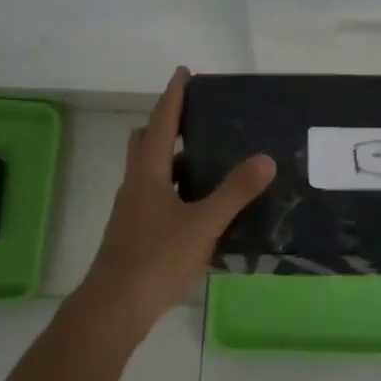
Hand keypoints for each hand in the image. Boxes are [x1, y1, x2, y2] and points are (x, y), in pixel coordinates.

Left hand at [75, 67, 273, 333]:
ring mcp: (131, 212)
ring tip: (206, 159)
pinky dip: (174, 189)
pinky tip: (199, 207)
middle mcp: (135, 186)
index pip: (160, 124)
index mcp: (147, 175)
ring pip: (149, 172)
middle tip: (195, 118)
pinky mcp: (134, 234)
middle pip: (144, 143)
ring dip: (171, 159)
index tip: (184, 72)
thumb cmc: (156, 259)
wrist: (114, 308)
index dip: (173, 97)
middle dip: (165, 124)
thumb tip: (266, 159)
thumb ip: (235, 193)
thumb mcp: (203, 225)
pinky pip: (155, 197)